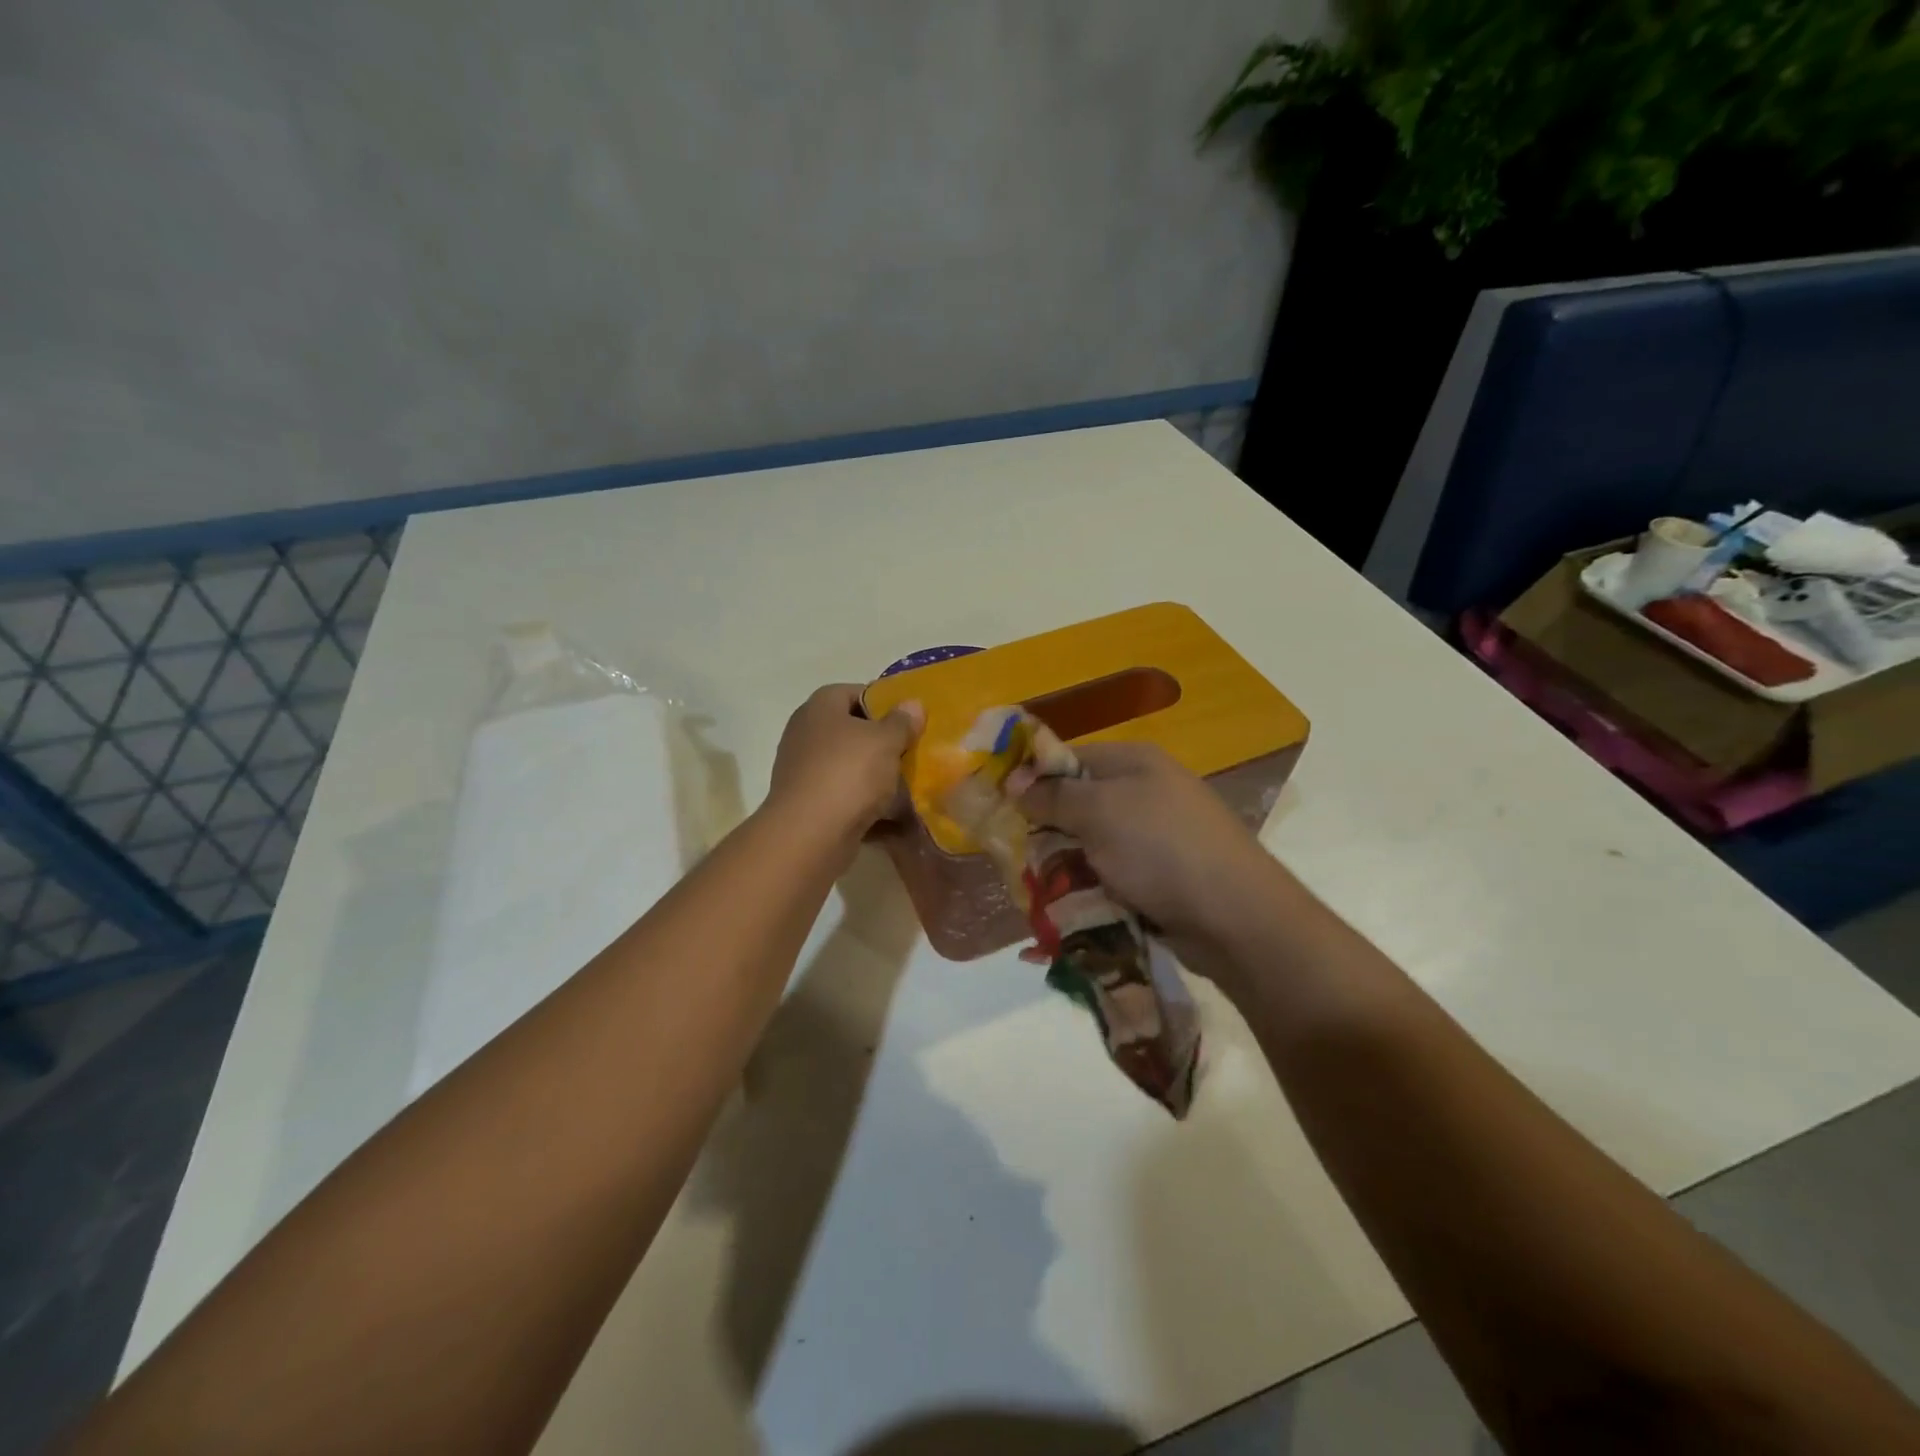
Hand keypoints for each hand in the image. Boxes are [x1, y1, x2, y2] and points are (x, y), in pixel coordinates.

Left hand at [766, 684, 923, 838]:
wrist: (810, 834)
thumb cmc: (849, 773)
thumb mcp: (886, 741)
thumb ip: (902, 722)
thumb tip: (912, 704)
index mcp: (819, 708)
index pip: (853, 691)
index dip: (882, 701)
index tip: (908, 719)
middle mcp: (805, 734)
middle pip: (851, 730)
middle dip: (881, 742)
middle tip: (911, 751)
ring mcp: (803, 770)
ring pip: (848, 765)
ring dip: (875, 775)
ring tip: (907, 784)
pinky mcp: (807, 804)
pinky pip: (843, 796)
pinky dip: (864, 803)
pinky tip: (890, 814)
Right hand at [1012, 741, 1275, 949]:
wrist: (1235, 916)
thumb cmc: (1161, 848)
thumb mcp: (1100, 812)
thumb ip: (1053, 795)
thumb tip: (1014, 780)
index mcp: (1134, 762)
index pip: (1069, 758)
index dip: (1033, 778)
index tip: (1000, 807)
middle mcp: (1146, 791)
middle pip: (1078, 803)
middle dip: (1047, 829)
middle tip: (1016, 854)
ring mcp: (1156, 836)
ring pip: (1091, 844)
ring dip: (1065, 864)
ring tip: (1037, 887)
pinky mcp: (1161, 876)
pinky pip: (1111, 874)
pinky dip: (1090, 887)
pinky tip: (1070, 905)